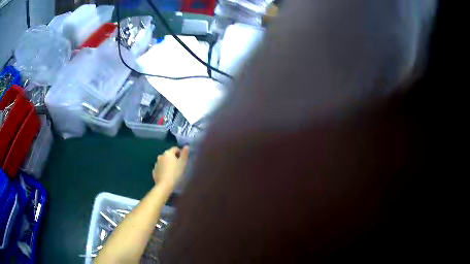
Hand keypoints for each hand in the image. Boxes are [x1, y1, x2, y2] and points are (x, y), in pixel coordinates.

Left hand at [153, 146, 188, 188]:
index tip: (183, 160)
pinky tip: (166, 175)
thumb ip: (185, 154)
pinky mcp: (154, 171)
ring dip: (167, 164)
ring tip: (172, 171)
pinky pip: (160, 168)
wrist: (165, 185)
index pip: (175, 149)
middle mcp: (160, 156)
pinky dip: (163, 169)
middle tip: (178, 166)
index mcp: (168, 153)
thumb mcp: (183, 163)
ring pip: (163, 161)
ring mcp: (156, 164)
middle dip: (173, 158)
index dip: (180, 153)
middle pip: (169, 155)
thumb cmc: (175, 173)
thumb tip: (186, 146)